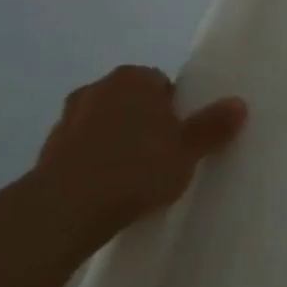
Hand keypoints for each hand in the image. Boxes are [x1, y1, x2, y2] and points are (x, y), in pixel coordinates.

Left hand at [30, 66, 246, 230]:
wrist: (67, 207)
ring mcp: (68, 118)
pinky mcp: (47, 149)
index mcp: (133, 78)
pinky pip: (84, 148)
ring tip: (136, 175)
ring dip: (118, 140)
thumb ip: (213, 125)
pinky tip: (109, 188)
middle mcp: (97, 88)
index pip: (161, 82)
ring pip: (105, 123)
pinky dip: (96, 160)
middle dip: (146, 121)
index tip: (182, 135)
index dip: (176, 108)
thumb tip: (238, 103)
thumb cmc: (137, 167)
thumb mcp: (188, 149)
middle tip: (165, 153)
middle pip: (132, 101)